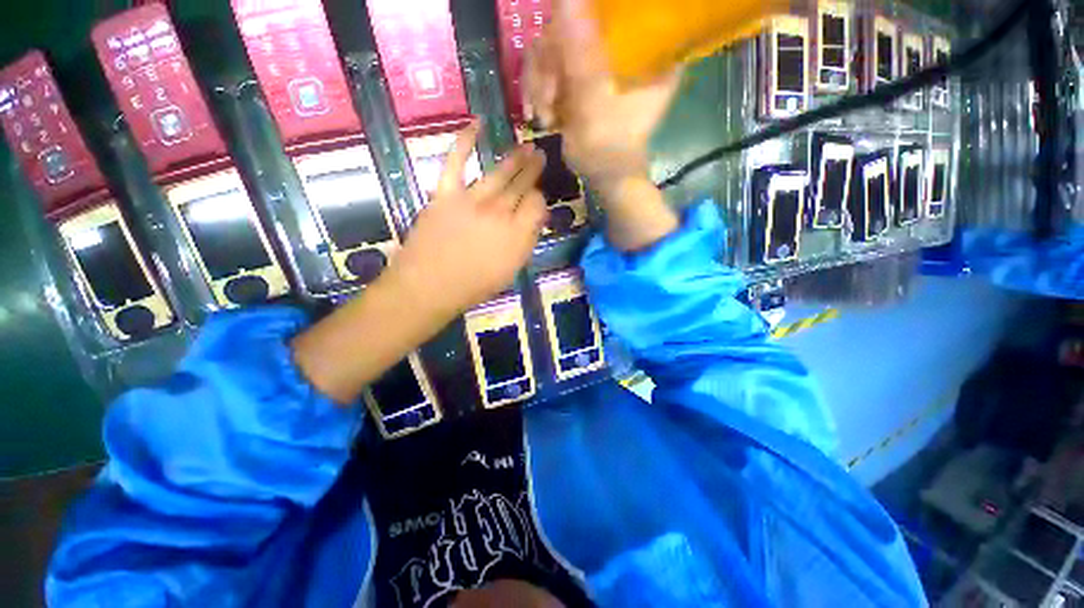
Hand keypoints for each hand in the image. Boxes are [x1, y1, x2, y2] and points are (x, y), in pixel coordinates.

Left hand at [386, 121, 547, 318]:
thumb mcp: (511, 270)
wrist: (430, 286)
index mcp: (518, 234)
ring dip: (515, 157)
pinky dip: (465, 140)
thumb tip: (534, 220)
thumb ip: (526, 243)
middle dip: (533, 169)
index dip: (540, 199)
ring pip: (500, 172)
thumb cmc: (474, 285)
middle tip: (540, 155)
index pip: (538, 205)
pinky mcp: (446, 193)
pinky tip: (477, 124)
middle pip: (522, 185)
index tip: (537, 200)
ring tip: (526, 145)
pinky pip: (456, 161)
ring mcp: (472, 200)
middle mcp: (500, 212)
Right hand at [523, 0, 680, 188]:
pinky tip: (541, 115)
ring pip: (552, 46)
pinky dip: (537, 92)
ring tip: (545, 115)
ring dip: (539, 82)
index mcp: (644, 46)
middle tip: (548, 98)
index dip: (580, 16)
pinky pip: (546, 67)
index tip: (564, 57)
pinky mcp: (577, 76)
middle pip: (571, 22)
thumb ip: (581, 53)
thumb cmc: (610, 147)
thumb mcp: (595, 103)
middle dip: (550, 63)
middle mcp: (621, 44)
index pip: (611, 8)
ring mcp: (596, 60)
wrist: (604, 176)